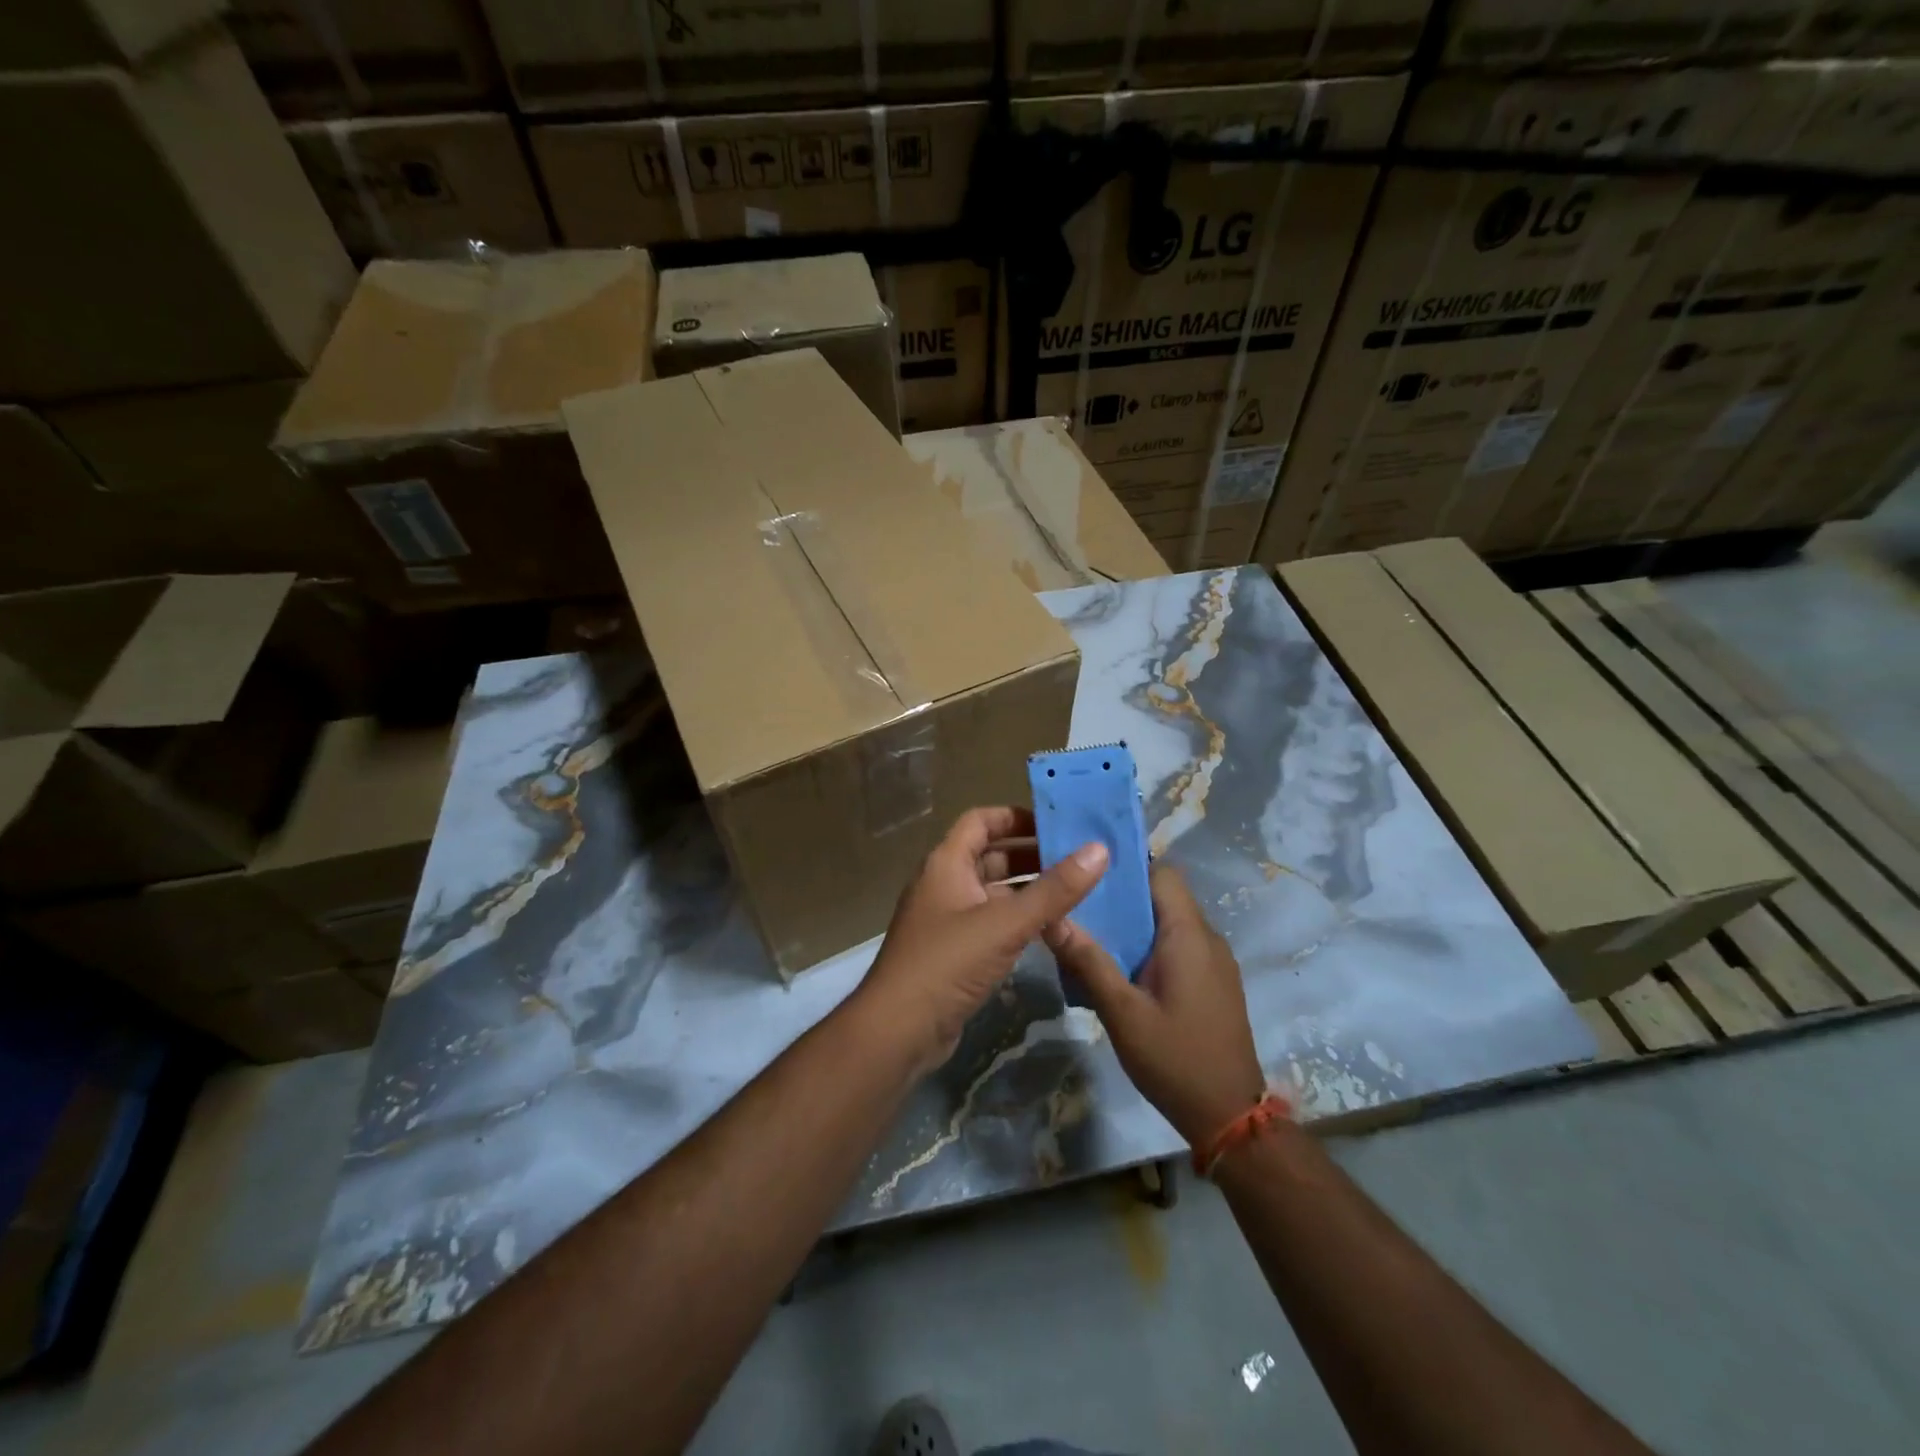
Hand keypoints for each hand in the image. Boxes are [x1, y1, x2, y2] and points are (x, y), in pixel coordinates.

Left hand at [861, 807, 1107, 1072]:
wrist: (898, 1030)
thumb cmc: (948, 963)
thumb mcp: (1006, 923)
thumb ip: (1055, 890)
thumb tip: (1100, 849)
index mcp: (946, 863)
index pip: (981, 821)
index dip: (1016, 817)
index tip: (1057, 824)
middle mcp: (944, 884)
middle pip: (990, 856)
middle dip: (1031, 856)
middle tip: (1078, 861)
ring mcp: (947, 920)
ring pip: (993, 893)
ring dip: (1028, 891)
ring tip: (1075, 893)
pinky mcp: (953, 952)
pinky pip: (990, 923)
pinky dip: (1018, 921)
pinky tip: (1051, 931)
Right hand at [1045, 865, 1264, 1146]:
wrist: (1229, 1118)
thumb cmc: (1175, 1059)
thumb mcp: (1122, 1013)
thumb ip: (1088, 961)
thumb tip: (1052, 917)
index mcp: (1189, 935)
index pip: (1162, 873)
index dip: (1128, 867)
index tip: (1089, 875)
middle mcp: (1208, 938)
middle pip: (1164, 896)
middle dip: (1123, 898)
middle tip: (1080, 908)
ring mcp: (1216, 962)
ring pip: (1170, 923)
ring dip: (1136, 925)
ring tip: (1092, 937)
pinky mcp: (1215, 983)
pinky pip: (1180, 947)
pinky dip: (1151, 947)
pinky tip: (1122, 971)